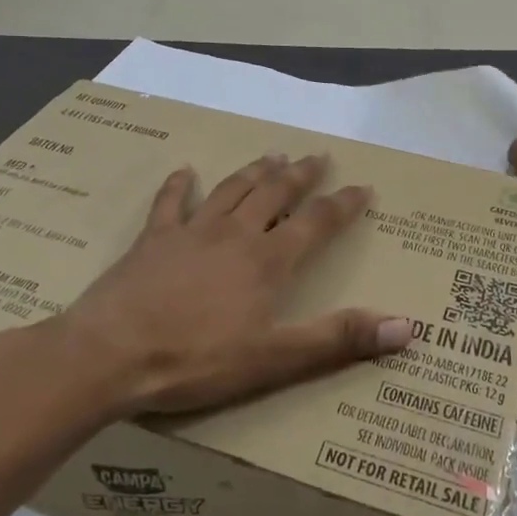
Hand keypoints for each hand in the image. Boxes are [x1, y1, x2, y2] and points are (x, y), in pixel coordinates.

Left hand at [58, 154, 413, 415]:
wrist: (110, 354)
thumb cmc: (196, 360)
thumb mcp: (275, 358)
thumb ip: (338, 338)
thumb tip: (406, 325)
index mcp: (266, 261)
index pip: (316, 223)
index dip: (342, 204)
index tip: (363, 186)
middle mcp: (234, 234)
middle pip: (274, 194)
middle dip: (300, 175)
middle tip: (318, 156)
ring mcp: (190, 232)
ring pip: (231, 190)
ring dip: (254, 172)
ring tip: (272, 155)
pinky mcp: (152, 240)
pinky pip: (170, 203)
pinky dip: (180, 185)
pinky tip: (185, 171)